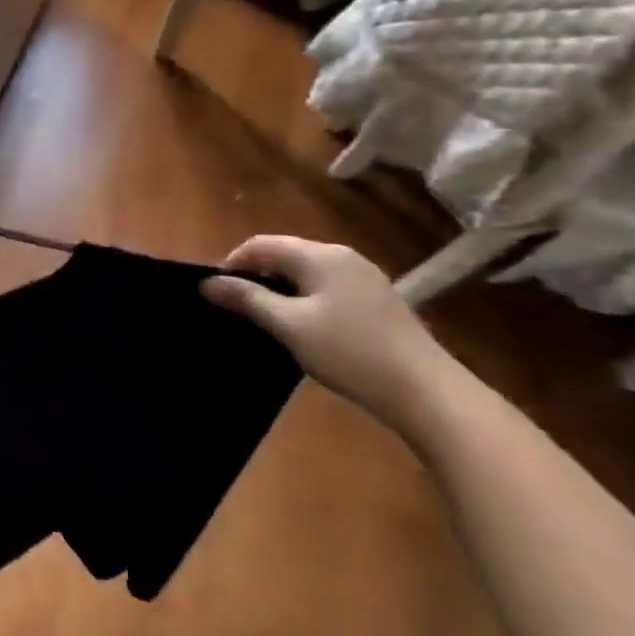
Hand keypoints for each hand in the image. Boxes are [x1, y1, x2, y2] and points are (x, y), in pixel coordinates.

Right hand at [202, 236, 458, 430]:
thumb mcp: (289, 325)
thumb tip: (208, 282)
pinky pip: (326, 286)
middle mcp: (342, 256)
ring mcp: (364, 277)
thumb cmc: (349, 352)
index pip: (260, 245)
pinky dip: (303, 297)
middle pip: (283, 253)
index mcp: (320, 256)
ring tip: (264, 319)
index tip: (216, 294)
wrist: (426, 391)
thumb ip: (247, 299)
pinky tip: (301, 326)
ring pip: (305, 271)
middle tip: (236, 308)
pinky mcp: (376, 299)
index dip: (231, 264)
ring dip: (278, 288)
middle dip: (255, 275)